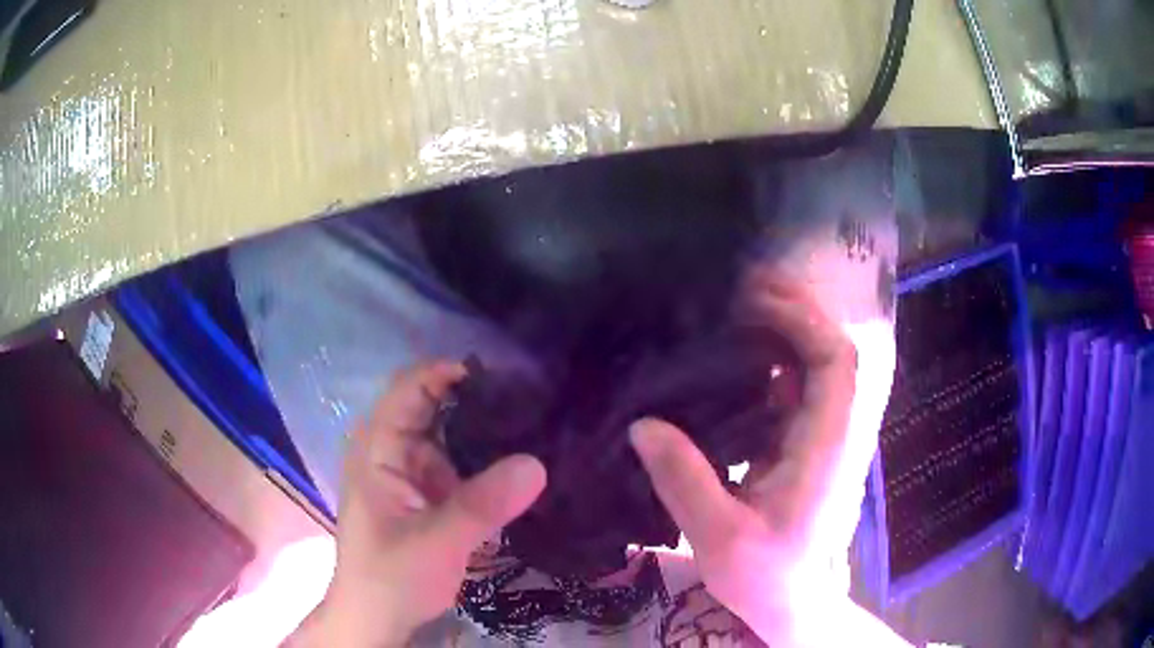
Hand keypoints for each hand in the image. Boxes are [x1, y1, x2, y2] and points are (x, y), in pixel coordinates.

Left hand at [290, 362, 546, 646]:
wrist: (379, 617)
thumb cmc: (392, 577)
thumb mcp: (436, 542)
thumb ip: (482, 505)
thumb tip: (538, 462)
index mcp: (378, 448)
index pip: (411, 388)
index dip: (451, 372)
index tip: (506, 377)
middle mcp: (394, 450)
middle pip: (435, 405)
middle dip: (478, 398)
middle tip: (534, 399)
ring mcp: (413, 471)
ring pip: (452, 433)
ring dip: (487, 429)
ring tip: (538, 423)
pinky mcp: (430, 493)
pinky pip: (461, 462)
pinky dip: (487, 460)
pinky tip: (521, 461)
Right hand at [630, 272, 868, 645]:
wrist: (793, 601)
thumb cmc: (765, 577)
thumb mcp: (719, 538)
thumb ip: (684, 481)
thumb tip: (643, 423)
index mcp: (827, 448)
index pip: (835, 362)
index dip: (802, 320)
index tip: (752, 301)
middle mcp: (834, 432)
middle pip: (831, 351)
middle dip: (795, 310)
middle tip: (742, 286)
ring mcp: (823, 437)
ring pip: (816, 366)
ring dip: (785, 330)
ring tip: (735, 308)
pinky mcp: (807, 445)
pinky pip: (797, 389)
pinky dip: (773, 362)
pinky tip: (734, 359)